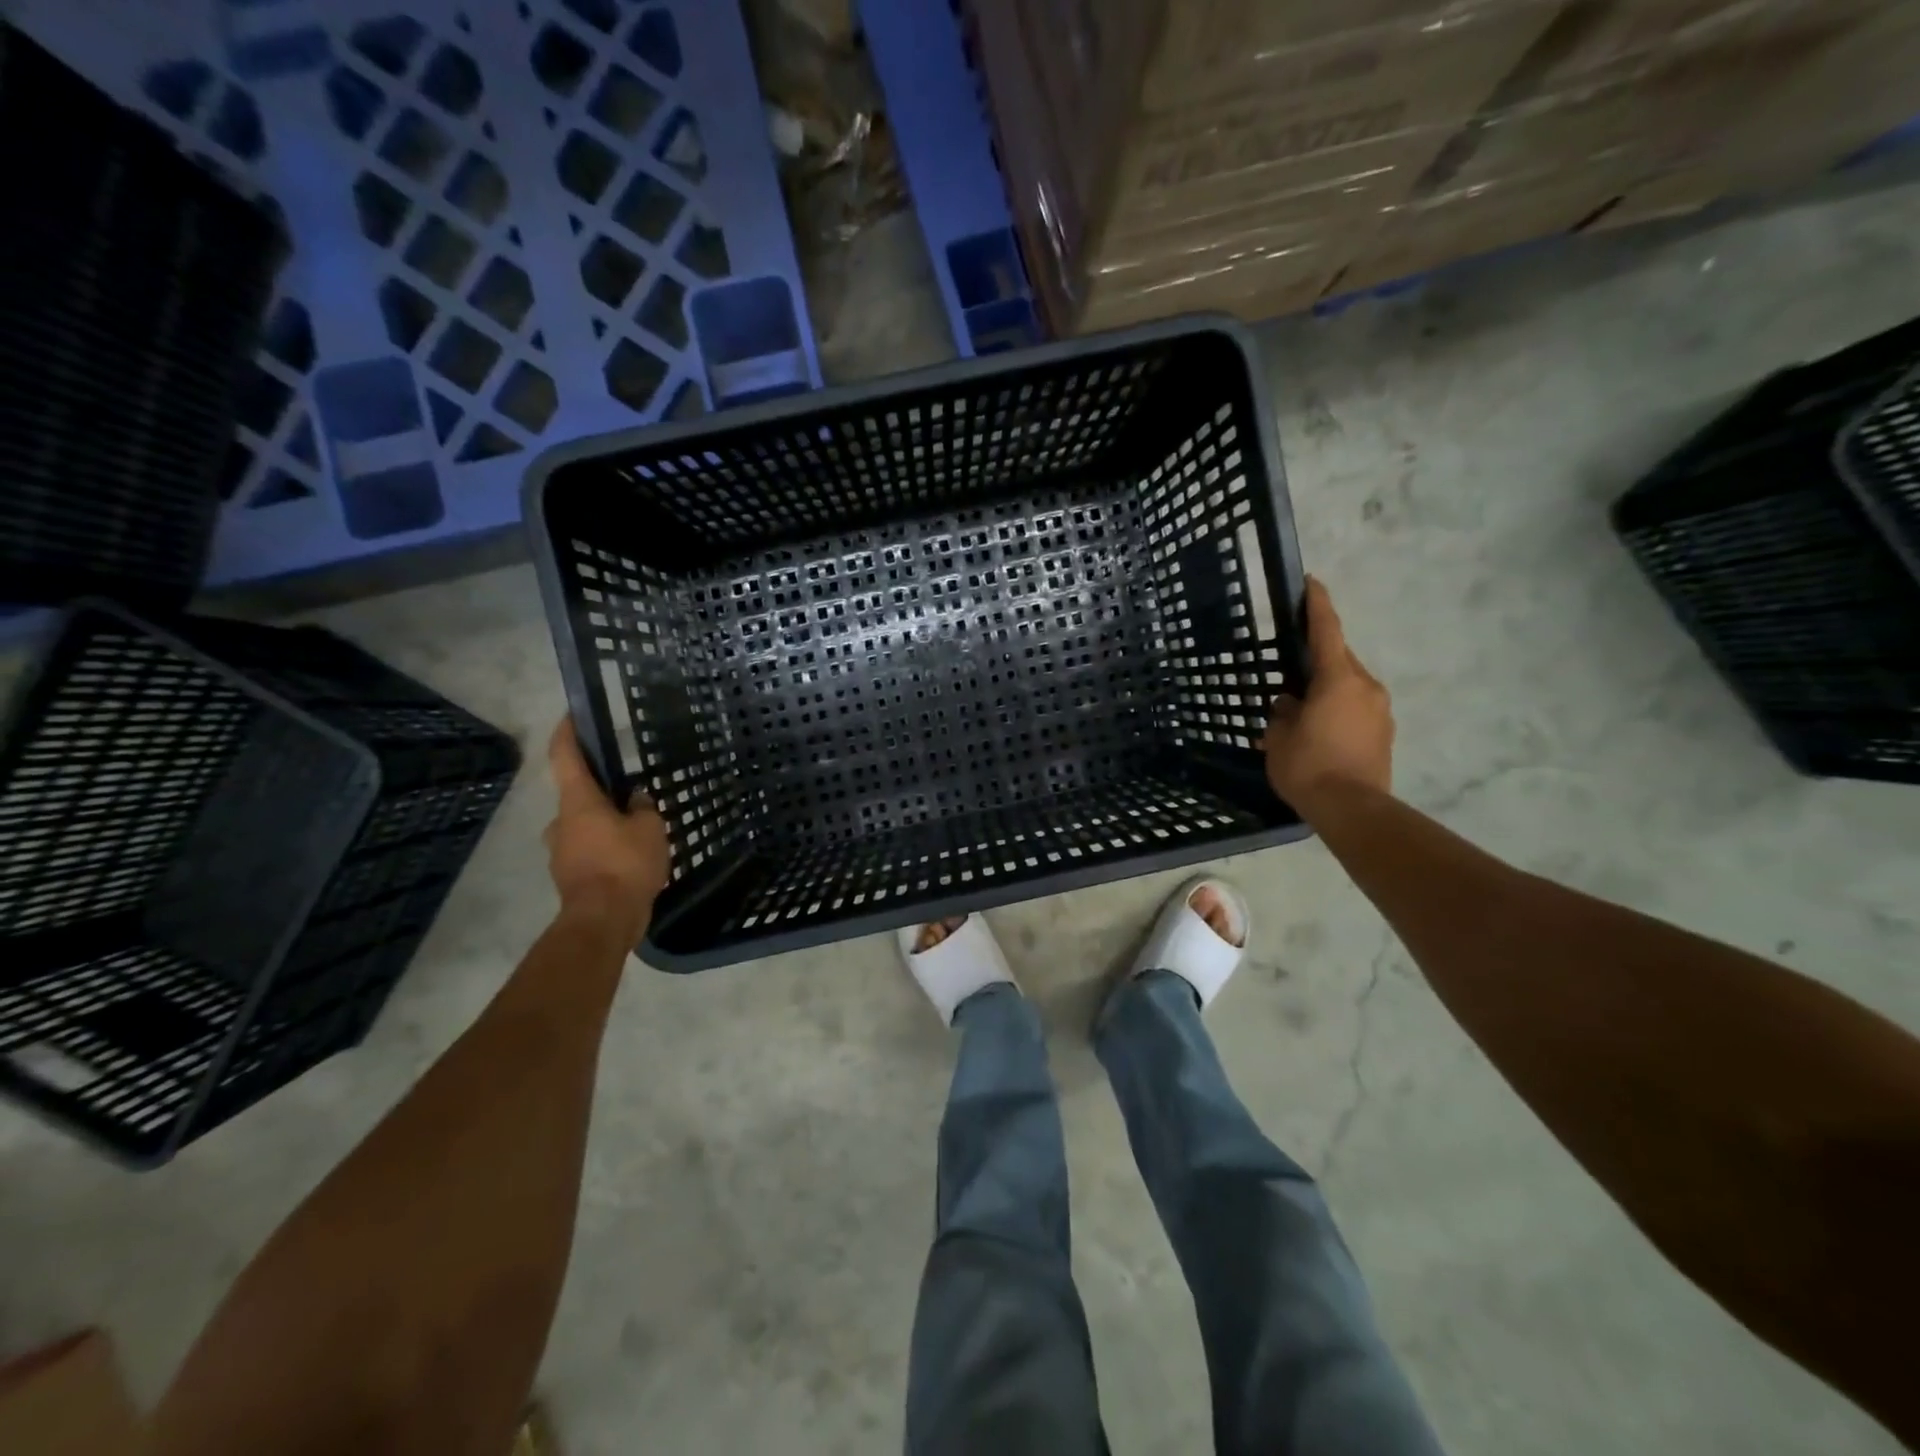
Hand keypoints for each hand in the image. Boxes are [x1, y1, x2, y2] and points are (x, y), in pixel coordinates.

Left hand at [545, 718, 670, 934]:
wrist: (603, 921)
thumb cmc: (625, 864)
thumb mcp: (649, 828)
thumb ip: (642, 808)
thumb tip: (634, 800)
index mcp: (578, 802)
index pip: (565, 756)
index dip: (567, 733)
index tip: (572, 715)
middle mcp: (562, 822)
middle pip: (577, 795)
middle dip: (601, 792)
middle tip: (630, 793)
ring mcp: (562, 851)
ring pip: (584, 826)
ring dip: (605, 824)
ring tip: (639, 831)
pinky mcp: (571, 876)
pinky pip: (589, 851)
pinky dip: (606, 849)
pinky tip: (633, 859)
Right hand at [1264, 577, 1393, 813]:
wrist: (1353, 809)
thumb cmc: (1309, 767)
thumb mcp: (1279, 737)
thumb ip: (1283, 713)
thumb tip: (1288, 704)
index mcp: (1338, 679)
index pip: (1327, 631)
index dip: (1317, 605)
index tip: (1311, 582)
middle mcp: (1366, 686)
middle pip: (1339, 660)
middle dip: (1316, 659)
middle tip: (1291, 669)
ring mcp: (1380, 710)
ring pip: (1349, 686)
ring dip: (1326, 689)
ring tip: (1301, 709)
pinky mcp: (1385, 733)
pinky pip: (1356, 709)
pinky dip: (1337, 710)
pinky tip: (1318, 731)